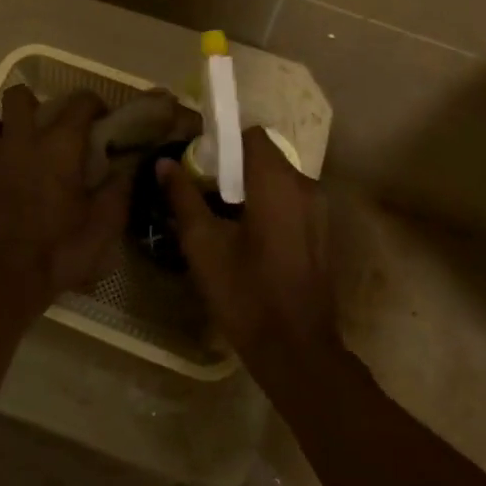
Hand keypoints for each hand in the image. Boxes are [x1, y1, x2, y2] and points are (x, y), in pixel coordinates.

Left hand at [0, 86, 128, 319]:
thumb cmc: (56, 251)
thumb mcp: (102, 228)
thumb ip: (117, 193)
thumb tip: (125, 169)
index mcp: (60, 145)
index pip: (80, 102)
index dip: (94, 104)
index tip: (103, 120)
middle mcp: (23, 140)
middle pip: (21, 96)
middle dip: (38, 102)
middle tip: (54, 127)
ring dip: (10, 125)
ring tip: (26, 147)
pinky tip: (8, 174)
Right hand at [158, 129, 340, 386]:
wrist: (297, 350)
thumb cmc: (246, 293)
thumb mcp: (203, 244)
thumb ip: (183, 197)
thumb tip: (164, 163)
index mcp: (277, 182)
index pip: (250, 135)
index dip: (222, 142)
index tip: (198, 163)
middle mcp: (305, 185)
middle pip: (264, 156)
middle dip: (232, 166)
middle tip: (201, 191)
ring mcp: (318, 209)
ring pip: (277, 179)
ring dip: (249, 186)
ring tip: (217, 214)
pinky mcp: (320, 231)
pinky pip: (289, 200)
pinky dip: (266, 204)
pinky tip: (244, 235)